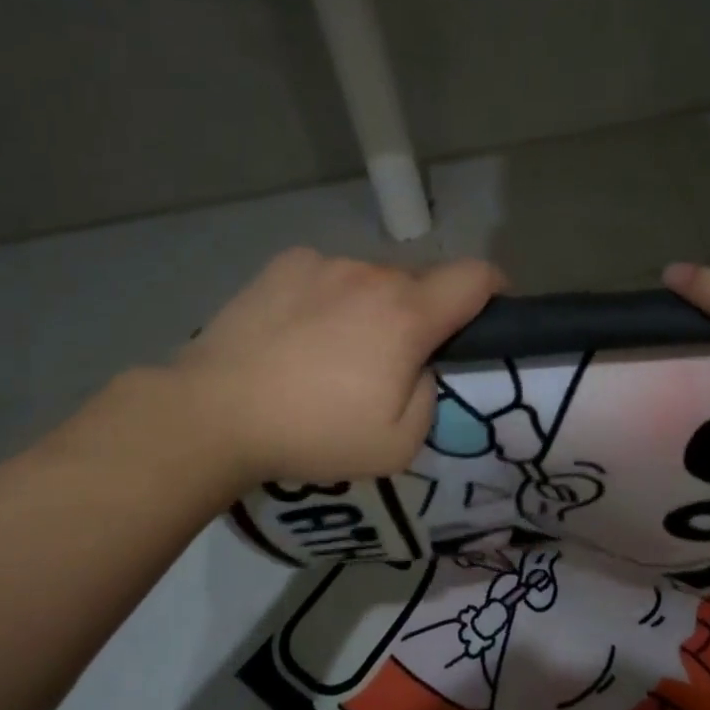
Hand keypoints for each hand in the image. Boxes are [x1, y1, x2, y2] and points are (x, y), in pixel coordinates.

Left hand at [171, 247, 503, 486]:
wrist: (215, 412)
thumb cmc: (314, 433)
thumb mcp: (398, 445)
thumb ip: (428, 397)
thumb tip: (417, 367)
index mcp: (407, 315)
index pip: (476, 277)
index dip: (495, 289)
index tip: (489, 312)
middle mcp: (372, 275)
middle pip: (419, 284)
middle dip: (420, 316)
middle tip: (390, 362)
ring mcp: (324, 264)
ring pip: (370, 281)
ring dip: (371, 307)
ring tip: (332, 352)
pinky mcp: (283, 265)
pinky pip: (327, 276)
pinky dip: (328, 298)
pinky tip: (296, 333)